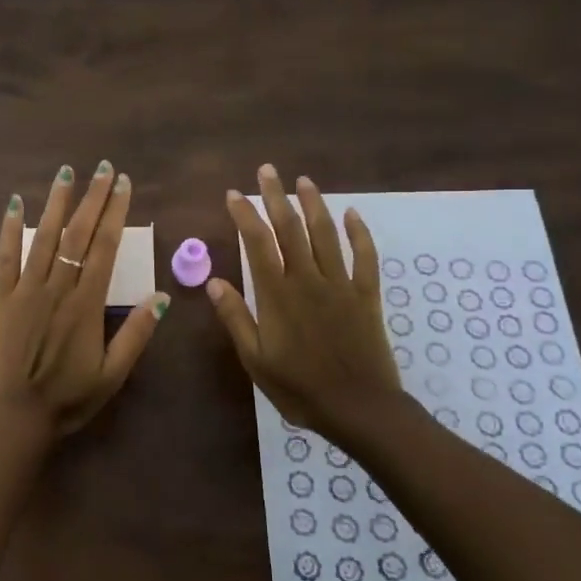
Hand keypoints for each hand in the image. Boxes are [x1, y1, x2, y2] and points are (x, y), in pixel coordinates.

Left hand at [0, 161, 169, 440]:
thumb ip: (136, 334)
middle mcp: (58, 287)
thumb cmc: (67, 399)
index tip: (123, 184)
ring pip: (44, 237)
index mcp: (87, 303)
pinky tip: (15, 203)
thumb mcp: (112, 374)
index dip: (115, 212)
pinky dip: (10, 228)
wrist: (14, 418)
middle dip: (93, 198)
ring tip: (66, 173)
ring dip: (56, 203)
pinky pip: (5, 256)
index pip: (106, 246)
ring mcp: (25, 289)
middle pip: (78, 233)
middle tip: (103, 168)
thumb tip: (163, 296)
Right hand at [207, 163, 401, 437]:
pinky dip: (359, 233)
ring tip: (303, 181)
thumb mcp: (256, 359)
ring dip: (314, 204)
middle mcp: (308, 280)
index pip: (257, 243)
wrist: (359, 409)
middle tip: (267, 171)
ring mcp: (340, 284)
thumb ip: (236, 317)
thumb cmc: (299, 388)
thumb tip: (213, 281)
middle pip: (290, 229)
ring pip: (326, 234)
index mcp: (277, 294)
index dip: (244, 215)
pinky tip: (351, 214)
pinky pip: (365, 257)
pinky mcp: (366, 295)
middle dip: (276, 197)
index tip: (233, 194)